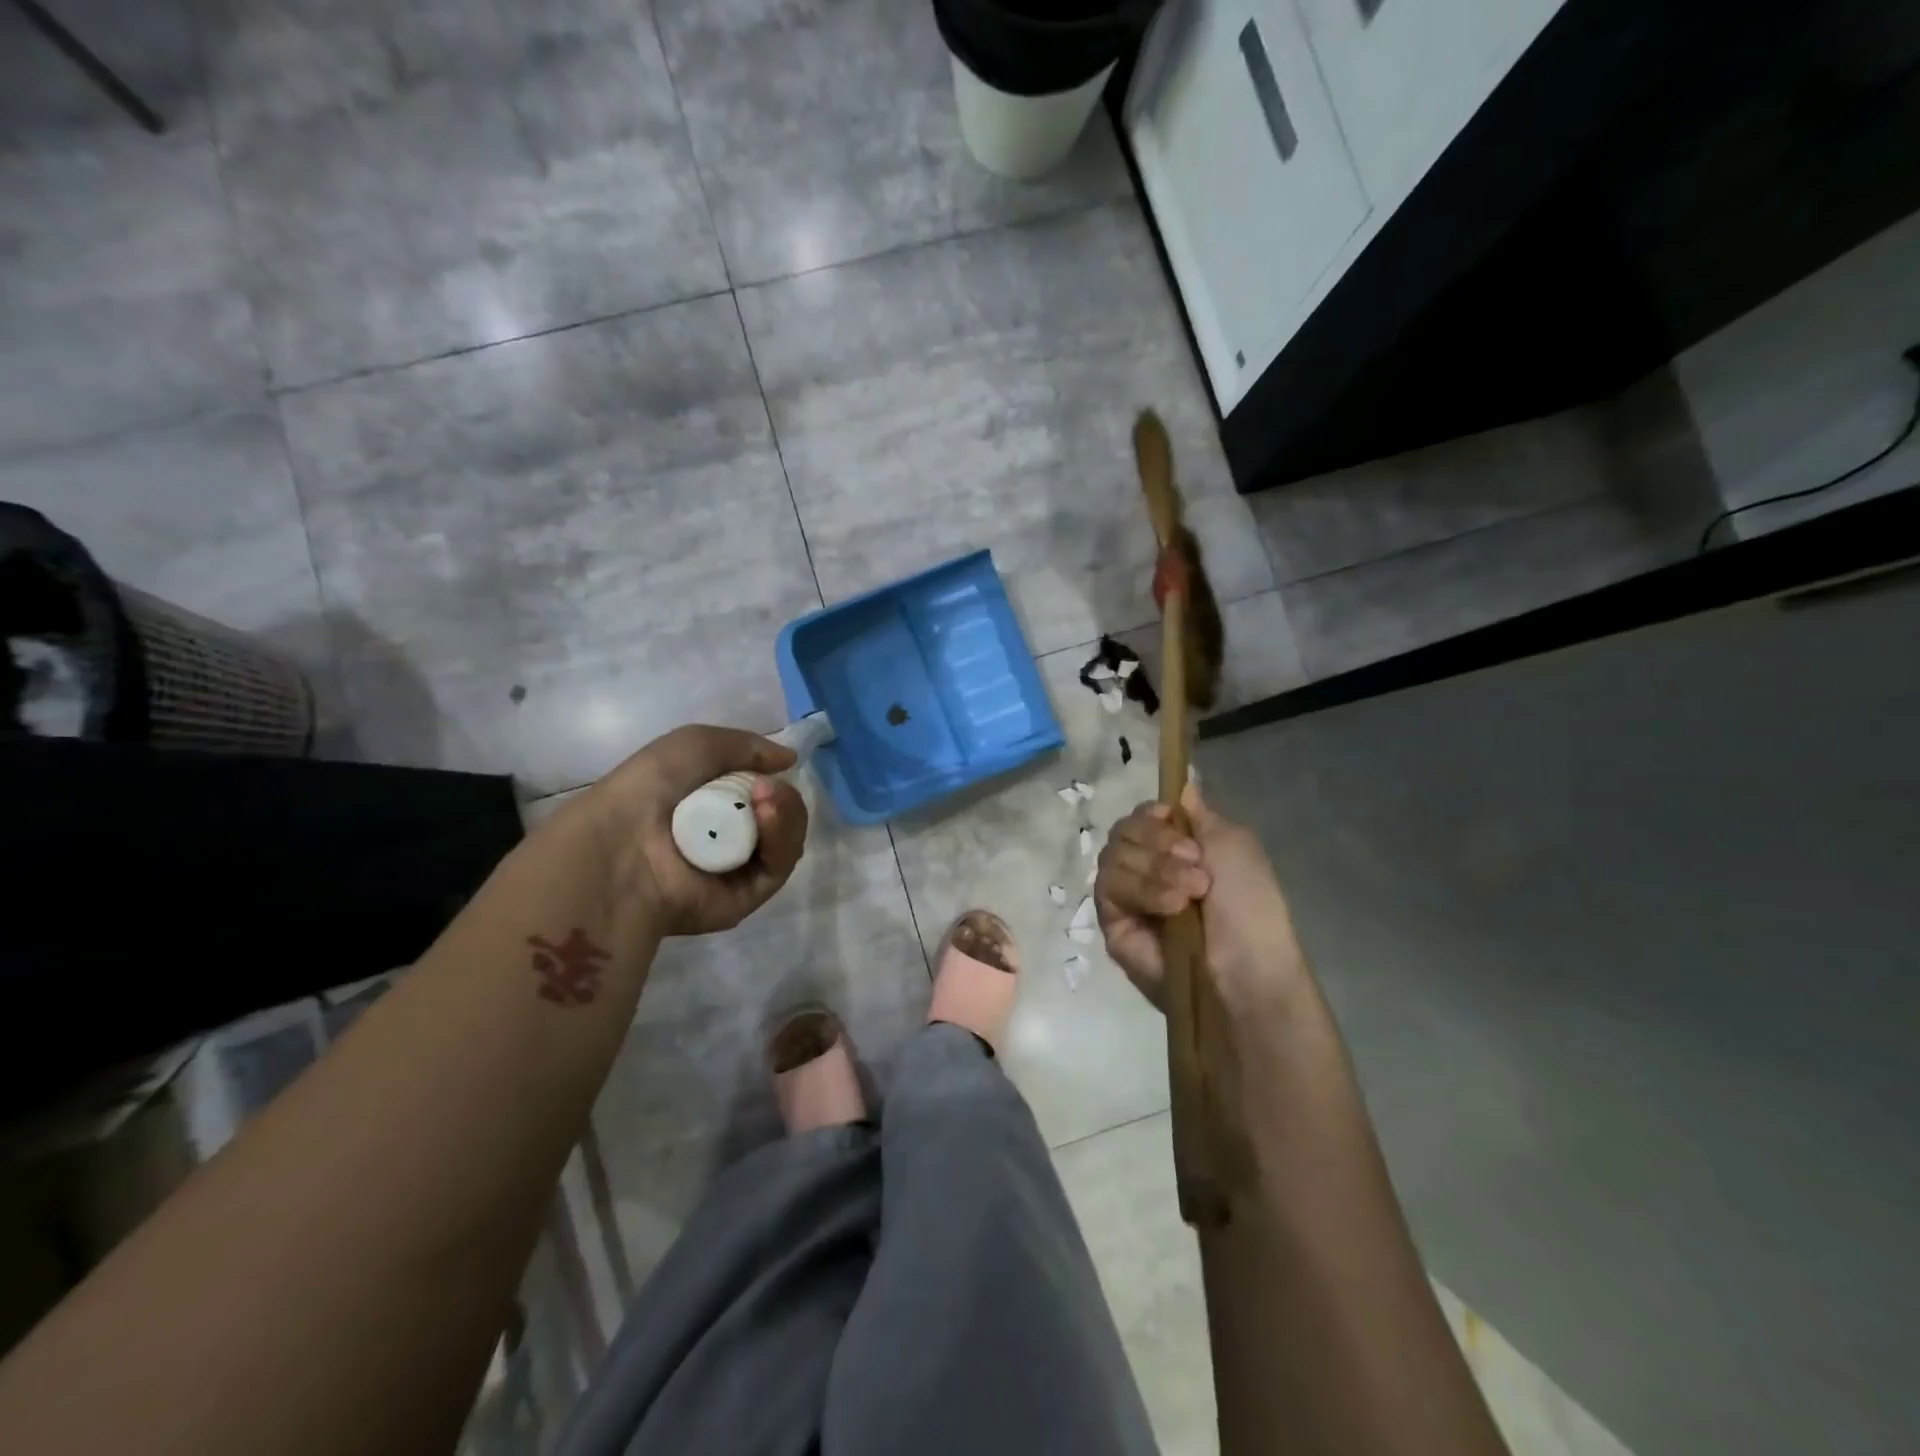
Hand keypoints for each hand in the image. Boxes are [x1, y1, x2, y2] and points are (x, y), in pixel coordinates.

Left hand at [577, 725, 808, 936]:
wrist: (621, 844)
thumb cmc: (648, 789)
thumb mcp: (695, 745)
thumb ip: (747, 746)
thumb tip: (789, 760)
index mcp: (711, 806)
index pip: (762, 794)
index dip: (771, 778)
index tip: (773, 767)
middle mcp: (727, 838)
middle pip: (781, 817)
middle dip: (783, 797)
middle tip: (766, 788)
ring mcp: (739, 869)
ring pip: (786, 839)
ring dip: (786, 813)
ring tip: (765, 799)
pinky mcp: (747, 896)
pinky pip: (779, 865)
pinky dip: (781, 838)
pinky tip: (766, 817)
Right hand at [1094, 785, 1307, 1016]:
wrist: (1245, 967)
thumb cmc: (1250, 905)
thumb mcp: (1234, 845)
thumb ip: (1199, 814)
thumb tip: (1182, 785)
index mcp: (1176, 849)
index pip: (1141, 817)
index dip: (1151, 814)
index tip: (1170, 819)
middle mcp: (1147, 868)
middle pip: (1122, 830)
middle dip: (1158, 841)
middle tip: (1195, 864)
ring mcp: (1127, 896)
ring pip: (1112, 856)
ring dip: (1156, 868)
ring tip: (1190, 894)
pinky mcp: (1113, 923)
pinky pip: (1108, 887)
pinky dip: (1142, 889)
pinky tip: (1171, 907)